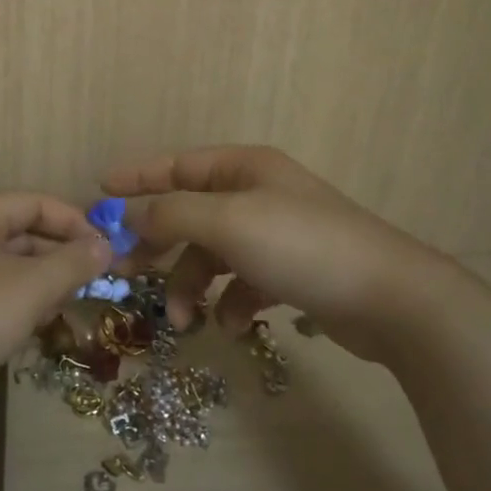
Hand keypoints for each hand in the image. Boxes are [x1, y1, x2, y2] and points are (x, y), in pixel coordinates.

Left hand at [0, 193, 112, 394]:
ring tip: (64, 306)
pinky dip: (12, 297)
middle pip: (21, 232)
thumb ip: (73, 263)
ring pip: (5, 262)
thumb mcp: (31, 288)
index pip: (37, 203)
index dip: (76, 224)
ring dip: (39, 281)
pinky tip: (31, 323)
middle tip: (90, 284)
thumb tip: (104, 246)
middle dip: (59, 257)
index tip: (105, 252)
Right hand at [104, 145, 474, 360]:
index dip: (137, 177)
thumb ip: (170, 215)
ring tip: (185, 320)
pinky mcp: (293, 272)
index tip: (99, 192)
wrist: (392, 299)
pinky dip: (232, 302)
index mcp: (244, 168)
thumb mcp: (226, 222)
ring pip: (214, 255)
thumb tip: (126, 216)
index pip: (178, 165)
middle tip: (128, 271)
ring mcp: (277, 234)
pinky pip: (243, 282)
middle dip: (160, 245)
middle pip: (191, 213)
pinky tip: (236, 325)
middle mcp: (258, 194)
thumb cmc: (301, 246)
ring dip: (194, 285)